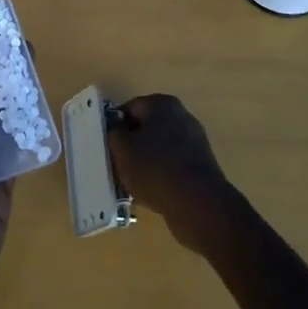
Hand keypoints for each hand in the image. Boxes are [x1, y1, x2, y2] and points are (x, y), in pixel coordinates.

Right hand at [108, 94, 234, 251]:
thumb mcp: (122, 149)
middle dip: (130, 145)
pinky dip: (160, 176)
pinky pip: (172, 166)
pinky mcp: (201, 167)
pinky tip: (150, 194)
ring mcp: (194, 142)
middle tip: (116, 165)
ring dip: (144, 163)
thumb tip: (117, 129)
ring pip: (158, 149)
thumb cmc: (154, 168)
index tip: (107, 146)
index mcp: (162, 104)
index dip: (115, 126)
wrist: (198, 204)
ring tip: (131, 184)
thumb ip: (114, 133)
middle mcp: (181, 117)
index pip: (129, 108)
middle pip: (146, 128)